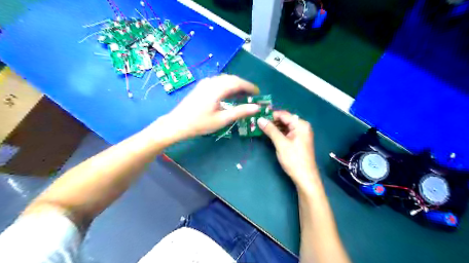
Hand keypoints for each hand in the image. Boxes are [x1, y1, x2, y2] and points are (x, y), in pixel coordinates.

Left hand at [156, 74, 259, 141]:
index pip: (238, 82)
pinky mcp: (201, 87)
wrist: (177, 124)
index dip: (250, 86)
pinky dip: (227, 87)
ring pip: (224, 80)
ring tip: (243, 95)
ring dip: (235, 85)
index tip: (258, 93)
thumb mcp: (222, 119)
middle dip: (243, 85)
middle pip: (231, 79)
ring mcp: (205, 83)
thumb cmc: (199, 123)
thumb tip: (257, 107)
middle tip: (252, 95)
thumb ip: (240, 111)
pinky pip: (218, 82)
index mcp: (217, 88)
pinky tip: (229, 95)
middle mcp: (211, 82)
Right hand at [256, 112, 318, 187]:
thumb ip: (270, 130)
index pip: (283, 114)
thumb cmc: (293, 159)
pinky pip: (286, 132)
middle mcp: (302, 126)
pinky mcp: (298, 140)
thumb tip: (259, 119)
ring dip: (274, 127)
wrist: (305, 177)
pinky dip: (278, 133)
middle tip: (257, 122)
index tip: (257, 116)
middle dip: (271, 121)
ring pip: (284, 126)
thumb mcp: (281, 143)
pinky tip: (269, 134)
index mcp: (301, 124)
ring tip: (260, 128)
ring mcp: (300, 133)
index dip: (270, 115)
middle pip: (284, 119)